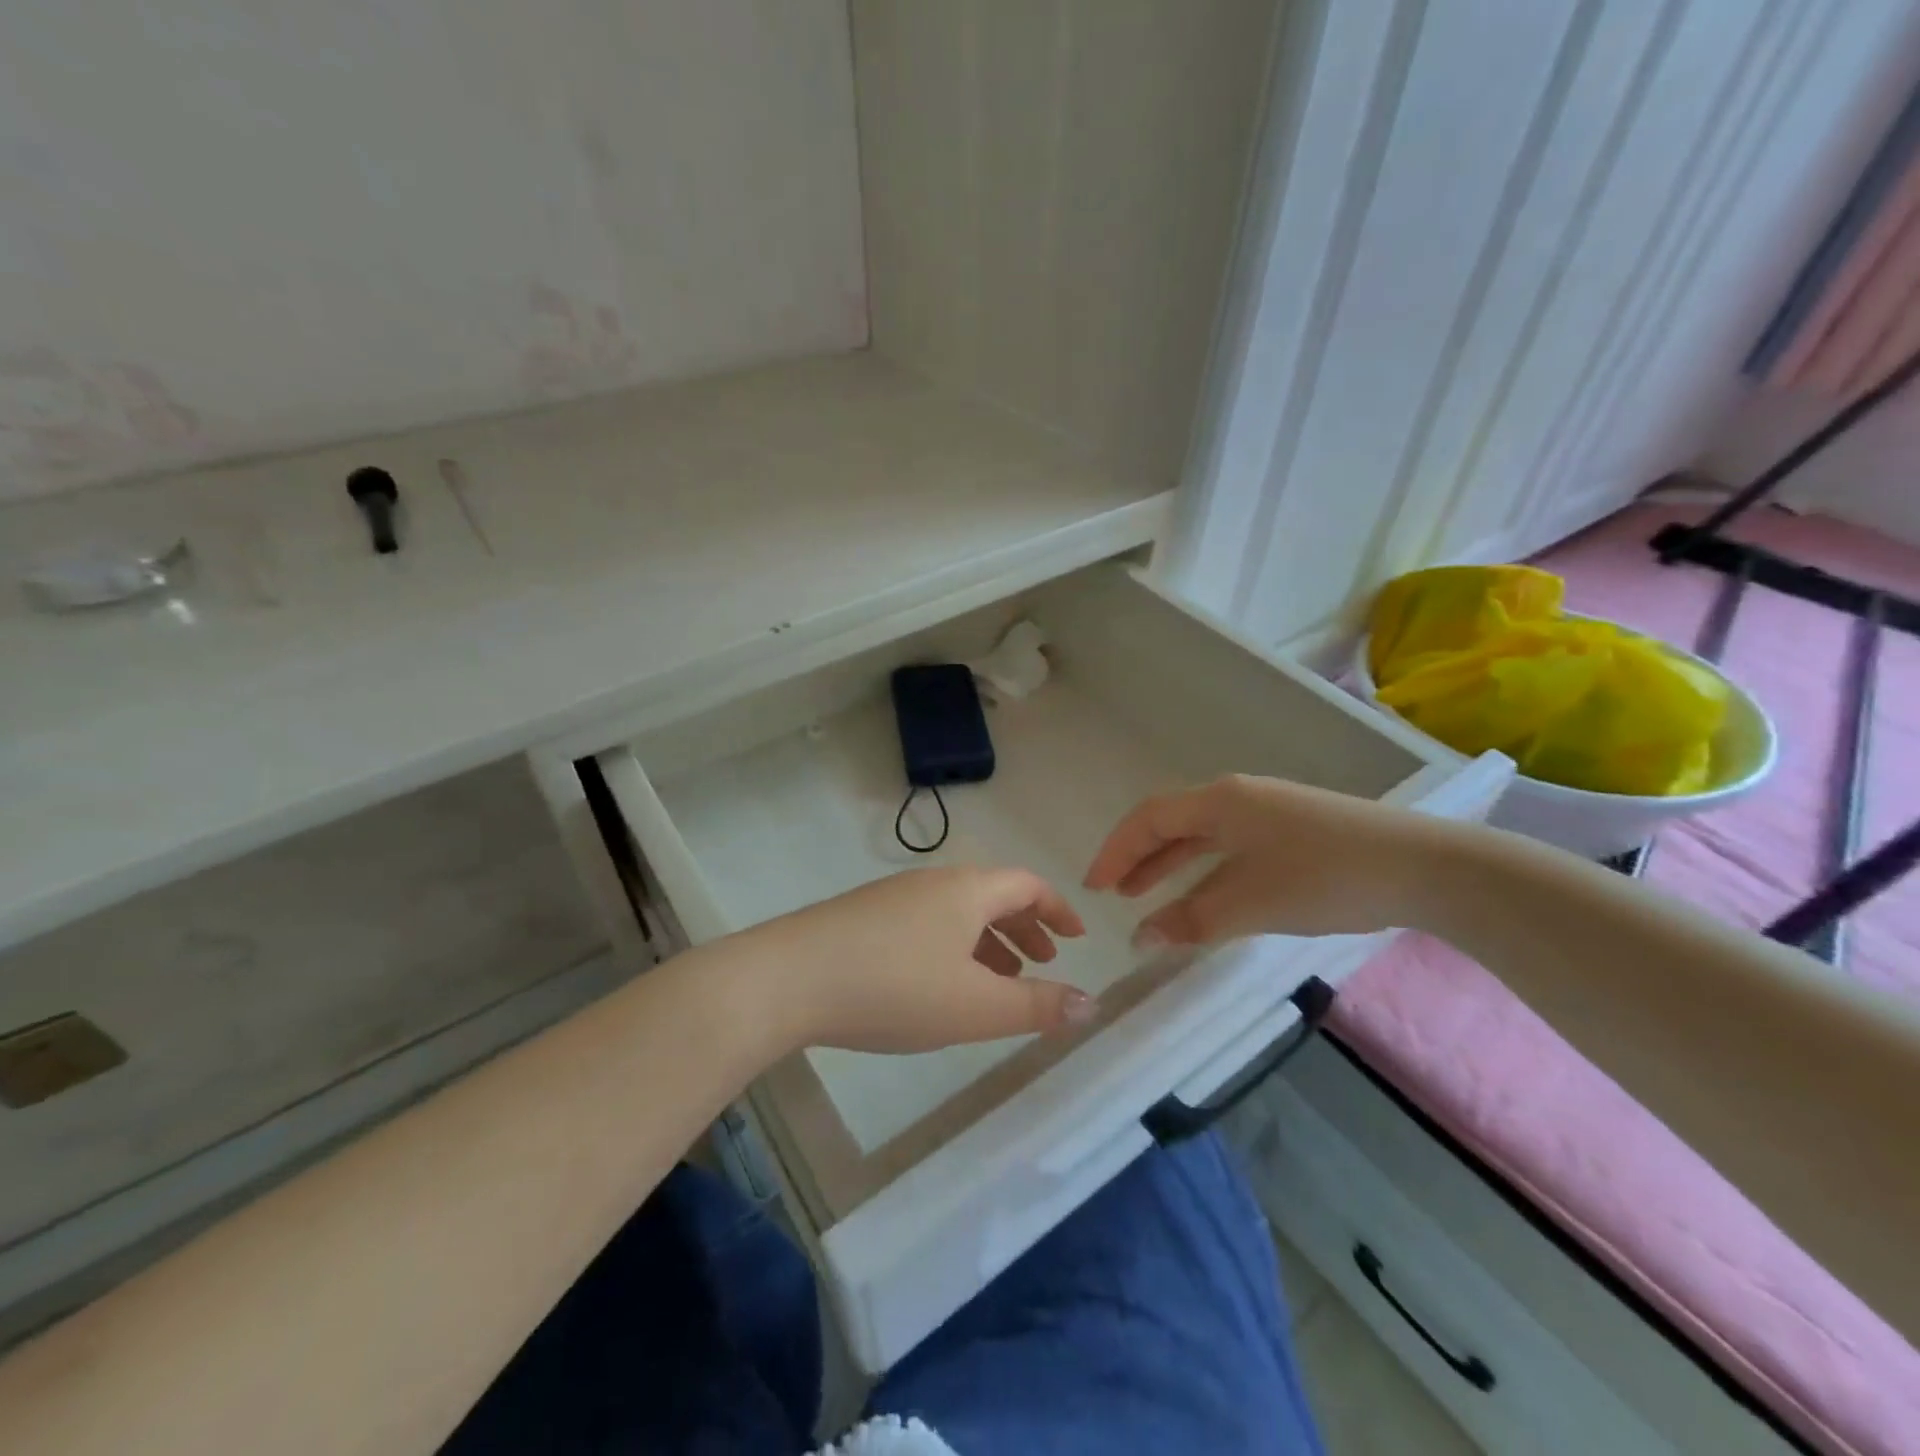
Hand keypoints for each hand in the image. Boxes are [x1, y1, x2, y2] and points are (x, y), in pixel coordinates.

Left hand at [740, 866, 1091, 1053]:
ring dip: (988, 941)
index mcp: (968, 891)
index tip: (1076, 938)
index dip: (1058, 909)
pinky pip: (927, 924)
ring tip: (998, 981)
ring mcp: (894, 897)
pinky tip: (940, 985)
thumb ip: (1037, 1006)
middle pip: (993, 895)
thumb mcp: (976, 1007)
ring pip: (958, 912)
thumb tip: (1092, 1003)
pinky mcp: (864, 917)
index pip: (1028, 885)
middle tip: (1042, 963)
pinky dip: (953, 947)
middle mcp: (933, 882)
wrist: (789, 978)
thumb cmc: (896, 989)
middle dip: (1025, 927)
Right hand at [1084, 775, 1448, 946]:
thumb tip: (1140, 938)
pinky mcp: (1292, 829)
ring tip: (1145, 897)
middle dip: (1138, 858)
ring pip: (1201, 835)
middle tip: (1113, 893)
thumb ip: (1191, 920)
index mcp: (1219, 801)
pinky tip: (1204, 895)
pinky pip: (1229, 845)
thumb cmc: (1326, 877)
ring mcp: (1267, 811)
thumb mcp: (1251, 903)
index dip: (1116, 851)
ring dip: (1170, 865)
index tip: (1093, 887)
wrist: (1424, 866)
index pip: (1149, 819)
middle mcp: (1237, 797)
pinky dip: (1205, 869)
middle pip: (1171, 822)